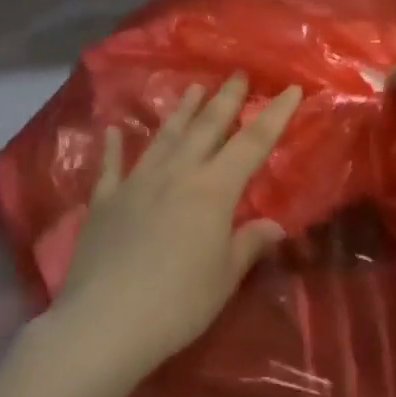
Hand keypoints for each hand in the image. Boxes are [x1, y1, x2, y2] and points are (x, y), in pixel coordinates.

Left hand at [48, 75, 302, 379]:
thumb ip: (248, 244)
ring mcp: (137, 183)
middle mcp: (177, 174)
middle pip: (207, 128)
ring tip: (194, 88)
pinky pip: (111, 166)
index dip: (275, 116)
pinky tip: (114, 129)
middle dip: (226, 99)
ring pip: (165, 137)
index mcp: (213, 190)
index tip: (291, 89)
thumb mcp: (224, 277)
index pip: (252, 144)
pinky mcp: (104, 200)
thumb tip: (274, 225)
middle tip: (238, 74)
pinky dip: (113, 146)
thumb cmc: (178, 303)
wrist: (104, 322)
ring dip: (182, 111)